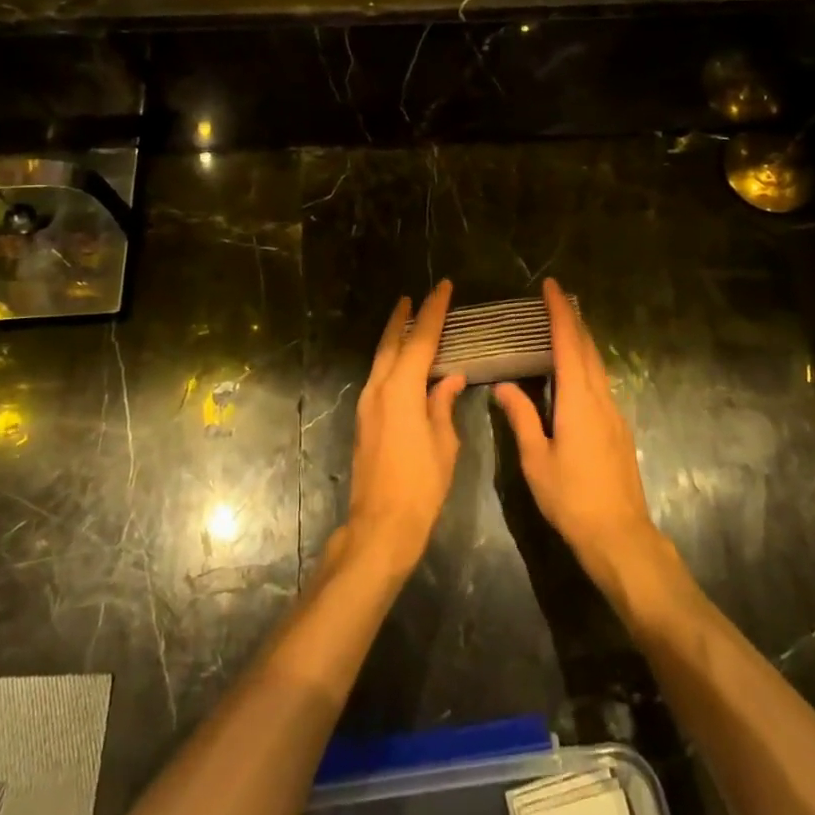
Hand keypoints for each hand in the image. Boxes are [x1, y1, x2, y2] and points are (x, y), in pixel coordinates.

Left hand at [341, 281, 465, 575]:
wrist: (380, 527)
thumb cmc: (421, 486)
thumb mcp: (444, 444)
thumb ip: (444, 405)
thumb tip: (451, 379)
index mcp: (401, 390)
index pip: (420, 340)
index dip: (433, 311)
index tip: (442, 287)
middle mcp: (379, 389)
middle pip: (391, 343)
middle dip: (403, 318)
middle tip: (415, 297)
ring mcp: (367, 405)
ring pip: (381, 359)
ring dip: (394, 338)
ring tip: (408, 321)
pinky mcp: (364, 420)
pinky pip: (379, 377)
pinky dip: (391, 360)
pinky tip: (402, 363)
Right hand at [494, 279, 660, 581]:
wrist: (619, 535)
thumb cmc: (571, 498)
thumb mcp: (536, 459)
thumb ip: (521, 417)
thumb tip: (503, 386)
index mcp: (578, 400)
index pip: (568, 345)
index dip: (560, 313)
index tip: (551, 287)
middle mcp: (600, 398)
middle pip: (588, 348)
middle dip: (573, 319)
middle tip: (556, 297)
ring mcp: (614, 413)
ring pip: (598, 365)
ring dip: (582, 340)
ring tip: (565, 324)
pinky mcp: (618, 428)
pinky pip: (601, 382)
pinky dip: (587, 362)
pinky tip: (577, 370)